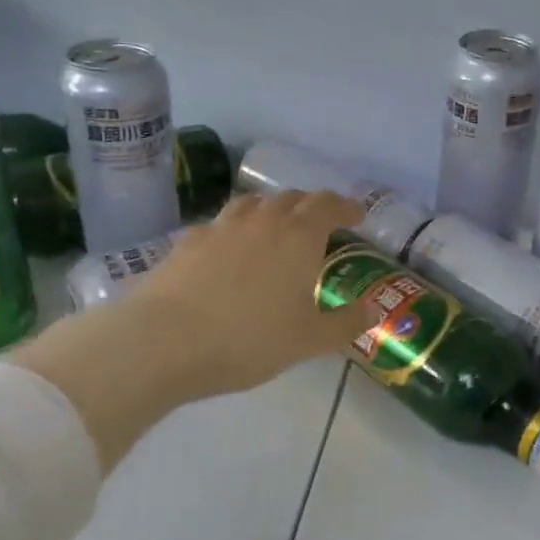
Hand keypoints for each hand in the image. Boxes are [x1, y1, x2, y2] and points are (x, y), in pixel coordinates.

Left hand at [121, 190, 380, 399]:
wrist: (165, 341)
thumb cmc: (249, 340)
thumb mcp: (308, 341)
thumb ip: (346, 323)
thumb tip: (374, 310)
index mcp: (298, 236)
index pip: (328, 205)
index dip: (346, 207)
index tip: (356, 215)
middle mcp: (262, 220)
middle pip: (292, 198)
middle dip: (311, 206)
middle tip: (320, 224)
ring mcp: (221, 227)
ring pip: (253, 203)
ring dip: (272, 210)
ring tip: (275, 228)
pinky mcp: (188, 241)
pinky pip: (220, 224)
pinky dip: (235, 230)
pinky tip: (229, 251)